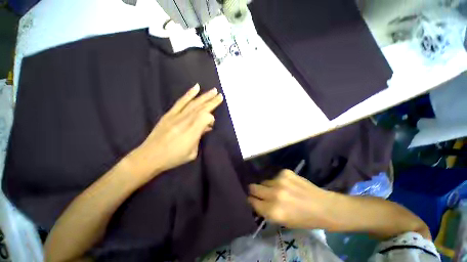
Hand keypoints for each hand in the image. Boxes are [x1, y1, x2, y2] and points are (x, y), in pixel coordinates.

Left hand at [128, 84, 222, 181]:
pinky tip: (196, 88)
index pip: (207, 118)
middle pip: (202, 107)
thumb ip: (198, 139)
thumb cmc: (172, 158)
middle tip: (220, 95)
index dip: (211, 119)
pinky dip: (189, 94)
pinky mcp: (169, 113)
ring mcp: (177, 115)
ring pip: (193, 103)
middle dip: (212, 101)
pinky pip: (181, 101)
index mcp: (193, 131)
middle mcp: (186, 120)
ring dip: (204, 96)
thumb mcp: (191, 154)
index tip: (211, 125)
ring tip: (213, 90)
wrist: (151, 155)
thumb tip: (204, 129)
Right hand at [248, 169, 329, 228]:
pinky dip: (277, 181)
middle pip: (253, 188)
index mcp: (272, 211)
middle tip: (262, 196)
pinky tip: (287, 186)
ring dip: (267, 187)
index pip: (251, 202)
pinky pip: (275, 176)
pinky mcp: (287, 173)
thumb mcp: (281, 221)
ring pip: (264, 181)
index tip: (254, 203)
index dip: (252, 202)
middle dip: (255, 193)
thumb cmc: (303, 220)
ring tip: (277, 192)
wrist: (323, 206)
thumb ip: (266, 212)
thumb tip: (256, 203)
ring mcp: (281, 182)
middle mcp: (274, 195)